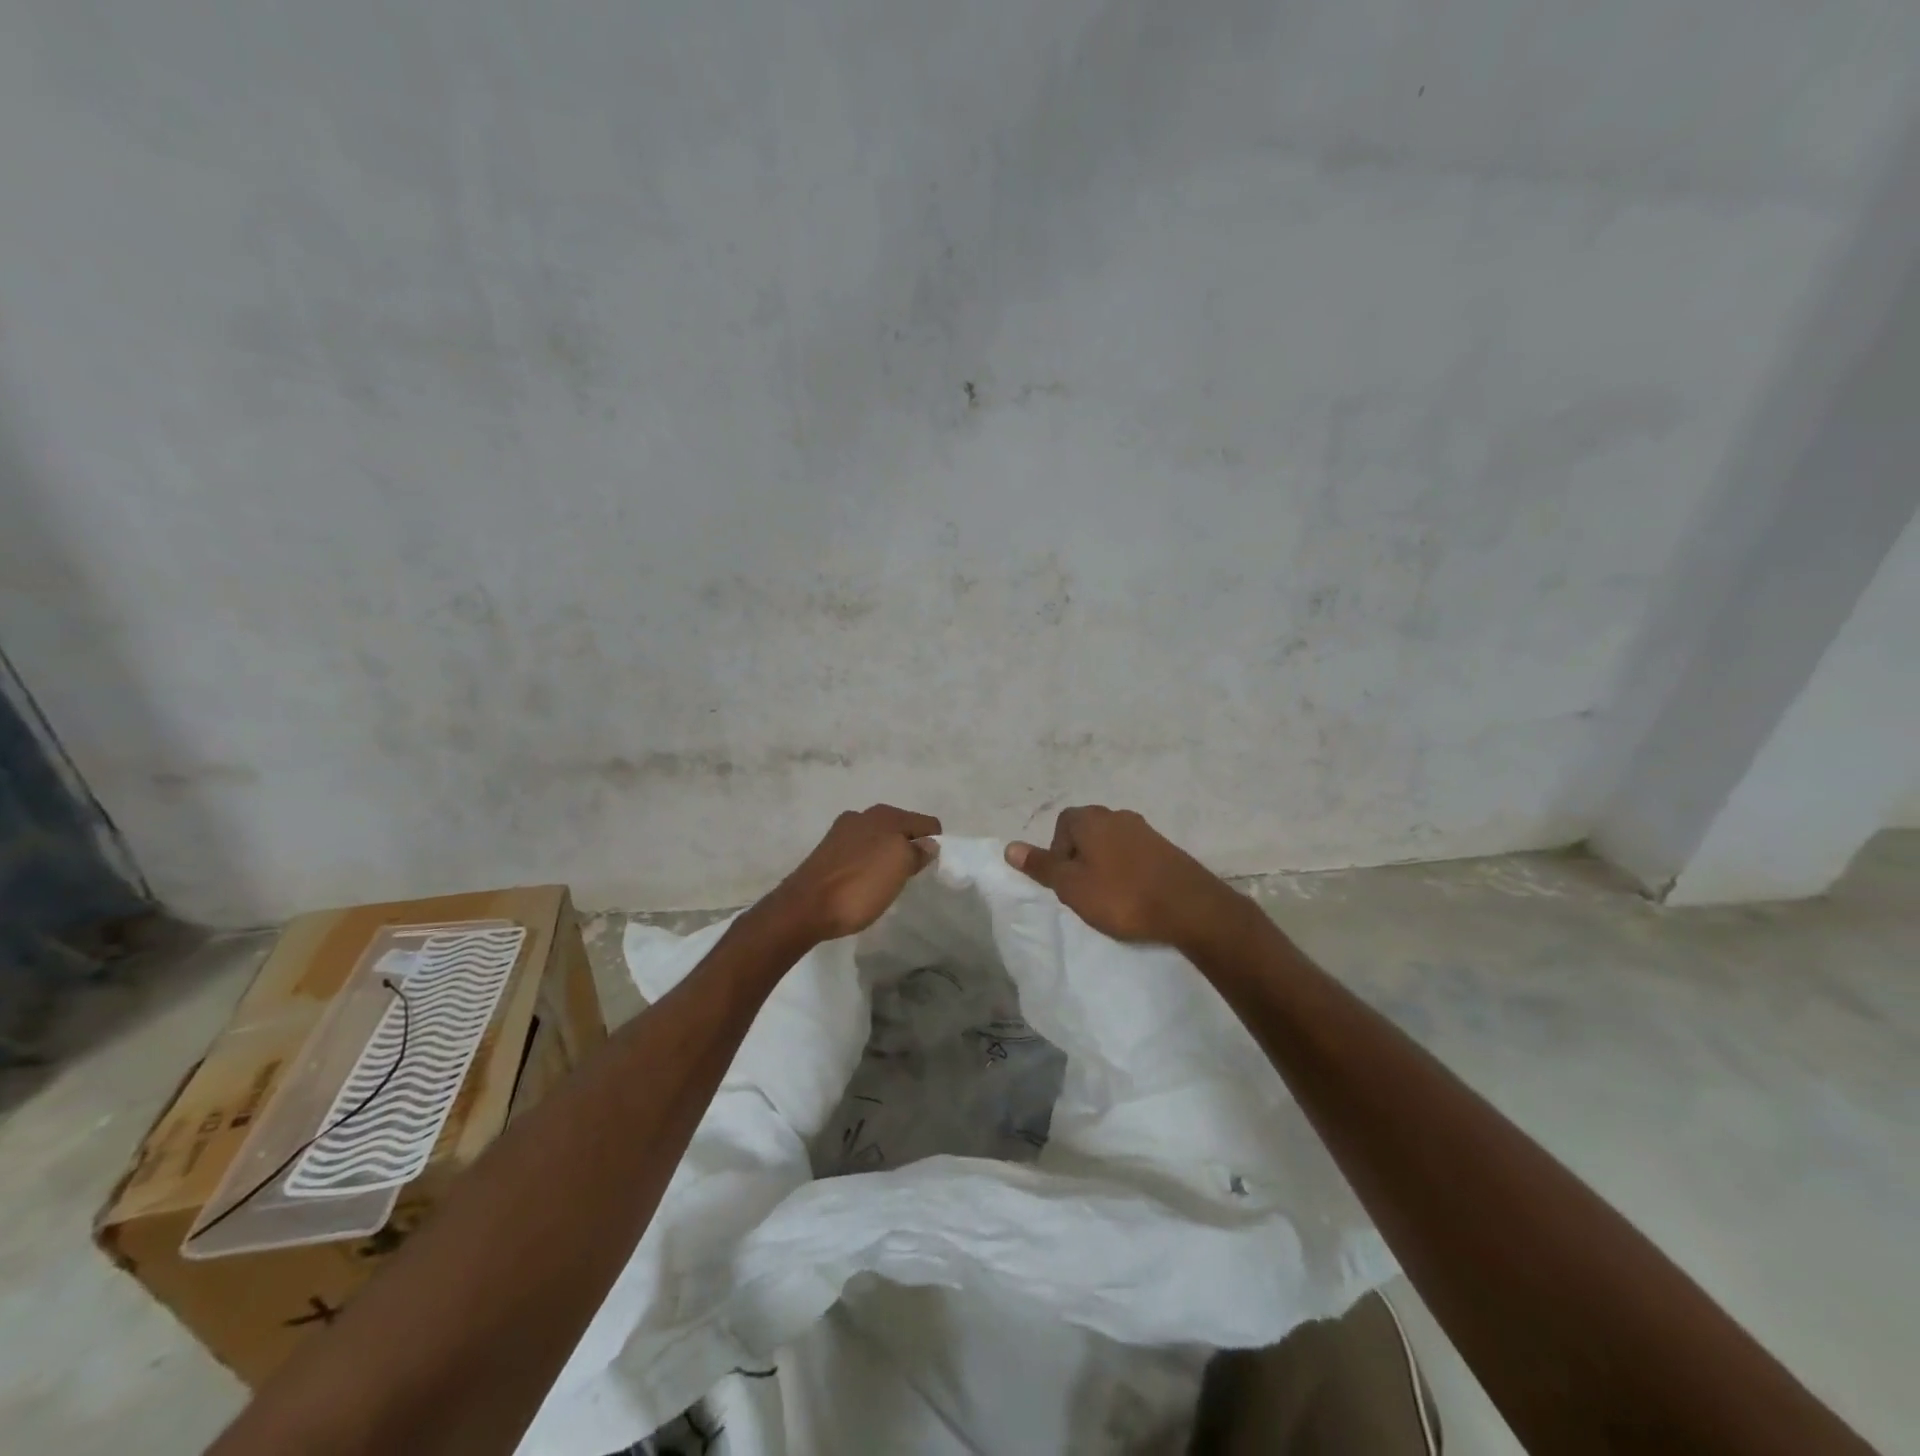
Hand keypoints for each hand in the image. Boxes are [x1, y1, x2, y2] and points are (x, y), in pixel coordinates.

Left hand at [761, 804, 941, 945]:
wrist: (805, 908)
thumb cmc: (860, 886)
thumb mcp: (899, 869)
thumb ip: (918, 852)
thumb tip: (929, 843)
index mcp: (885, 815)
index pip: (925, 823)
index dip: (934, 843)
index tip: (932, 868)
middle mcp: (863, 816)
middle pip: (901, 829)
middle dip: (909, 848)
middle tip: (912, 876)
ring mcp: (842, 833)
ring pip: (879, 840)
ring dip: (887, 856)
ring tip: (888, 881)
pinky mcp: (827, 851)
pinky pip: (860, 853)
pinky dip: (868, 863)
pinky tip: (864, 882)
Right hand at [1006, 806, 1249, 955]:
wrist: (1189, 907)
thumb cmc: (1121, 895)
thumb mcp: (1071, 886)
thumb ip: (1041, 866)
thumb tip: (1009, 847)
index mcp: (1091, 819)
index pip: (1063, 825)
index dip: (1058, 852)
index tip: (1066, 881)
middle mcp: (1118, 816)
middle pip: (1087, 833)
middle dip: (1081, 859)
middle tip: (1085, 891)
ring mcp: (1146, 830)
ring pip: (1112, 844)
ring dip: (1106, 866)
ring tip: (1111, 897)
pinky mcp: (1166, 849)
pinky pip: (1135, 855)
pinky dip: (1129, 871)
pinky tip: (1135, 895)